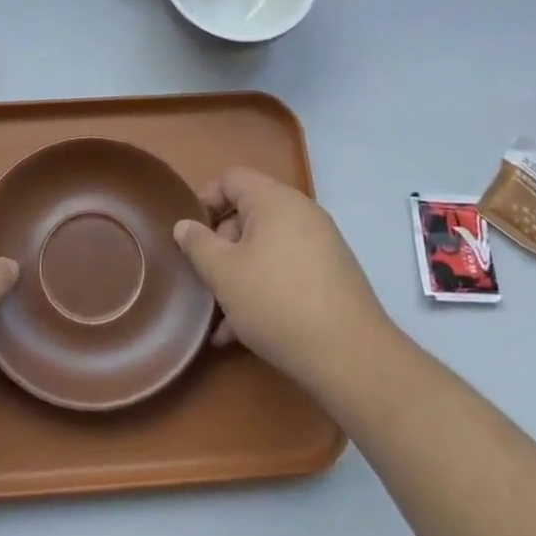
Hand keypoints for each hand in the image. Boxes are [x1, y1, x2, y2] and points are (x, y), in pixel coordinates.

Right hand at [172, 167, 390, 393]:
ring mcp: (320, 246)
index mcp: (275, 201)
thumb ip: (198, 244)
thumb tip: (185, 225)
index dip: (205, 199)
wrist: (351, 357)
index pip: (232, 179)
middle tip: (205, 279)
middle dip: (220, 246)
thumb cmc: (277, 302)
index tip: (189, 234)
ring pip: (265, 249)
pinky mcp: (331, 277)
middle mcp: (301, 214)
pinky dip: (263, 289)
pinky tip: (241, 333)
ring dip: (238, 275)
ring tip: (219, 316)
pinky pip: (286, 270)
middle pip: (248, 215)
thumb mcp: (224, 274)